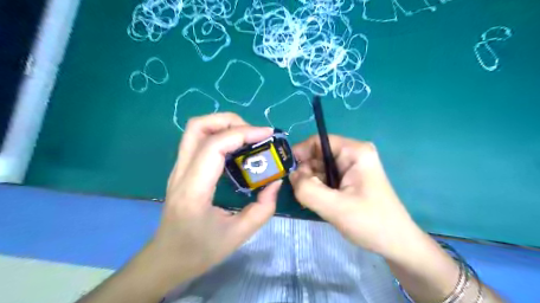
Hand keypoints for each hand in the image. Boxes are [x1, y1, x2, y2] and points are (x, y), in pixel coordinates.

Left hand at [148, 112, 280, 281]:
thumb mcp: (239, 235)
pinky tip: (236, 149)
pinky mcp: (182, 169)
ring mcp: (178, 169)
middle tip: (254, 134)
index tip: (267, 135)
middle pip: (198, 126)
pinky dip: (220, 135)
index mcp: (194, 190)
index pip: (214, 146)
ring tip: (247, 138)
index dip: (242, 133)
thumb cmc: (199, 251)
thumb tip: (275, 181)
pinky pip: (199, 141)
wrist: (166, 259)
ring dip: (224, 125)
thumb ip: (263, 208)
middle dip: (229, 121)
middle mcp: (181, 173)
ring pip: (196, 129)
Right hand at [291, 135, 416, 257]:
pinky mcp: (349, 180)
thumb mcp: (335, 207)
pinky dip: (317, 188)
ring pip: (319, 167)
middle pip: (318, 155)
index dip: (300, 152)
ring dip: (310, 182)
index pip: (318, 141)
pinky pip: (325, 178)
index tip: (286, 171)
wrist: (396, 244)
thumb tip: (292, 175)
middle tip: (299, 191)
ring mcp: (351, 168)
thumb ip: (308, 189)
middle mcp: (353, 154)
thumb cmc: (371, 223)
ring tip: (309, 199)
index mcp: (354, 152)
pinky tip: (317, 201)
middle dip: (305, 171)